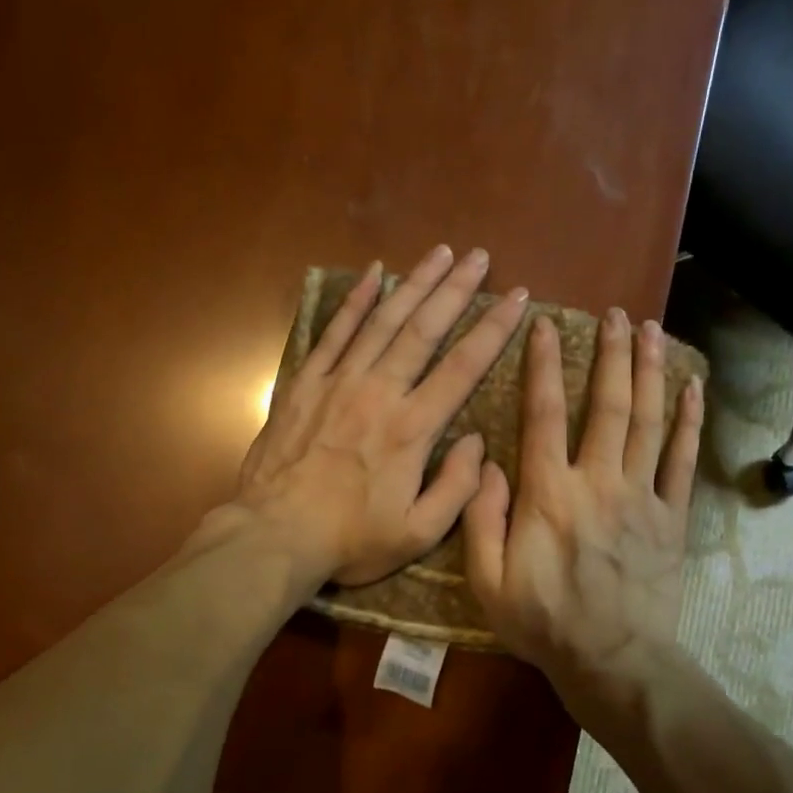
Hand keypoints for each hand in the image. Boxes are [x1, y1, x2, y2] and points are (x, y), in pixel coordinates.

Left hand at [232, 245, 528, 586]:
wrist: (275, 535)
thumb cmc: (350, 539)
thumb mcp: (418, 533)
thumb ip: (457, 488)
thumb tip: (477, 442)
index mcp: (412, 429)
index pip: (463, 367)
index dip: (494, 330)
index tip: (517, 299)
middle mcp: (379, 393)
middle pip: (424, 330)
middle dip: (456, 290)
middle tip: (480, 257)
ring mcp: (338, 383)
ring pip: (382, 321)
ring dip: (414, 284)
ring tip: (440, 253)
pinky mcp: (305, 383)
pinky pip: (334, 332)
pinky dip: (354, 301)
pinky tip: (372, 273)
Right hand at [463, 308, 702, 730]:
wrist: (612, 660)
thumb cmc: (543, 623)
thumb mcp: (487, 581)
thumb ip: (482, 518)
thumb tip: (487, 463)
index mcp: (548, 494)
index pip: (543, 414)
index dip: (542, 366)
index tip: (545, 326)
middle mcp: (598, 482)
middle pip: (606, 405)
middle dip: (610, 354)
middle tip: (616, 314)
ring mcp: (641, 497)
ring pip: (647, 421)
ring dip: (650, 371)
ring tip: (651, 329)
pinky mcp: (671, 517)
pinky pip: (682, 460)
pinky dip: (688, 421)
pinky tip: (692, 388)